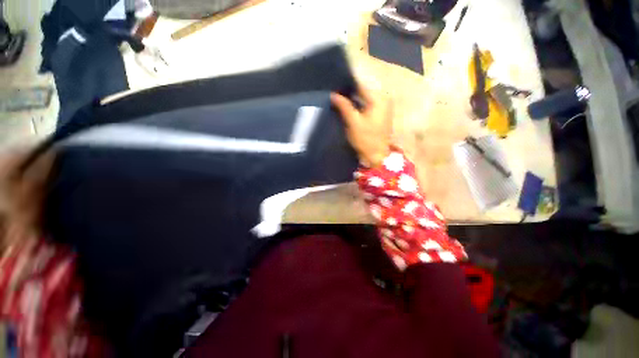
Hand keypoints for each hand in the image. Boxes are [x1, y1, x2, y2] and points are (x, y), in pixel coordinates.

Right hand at [331, 86, 391, 167]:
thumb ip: (344, 106)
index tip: (334, 86)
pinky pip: (367, 104)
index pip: (360, 85)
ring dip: (353, 99)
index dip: (346, 85)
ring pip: (365, 97)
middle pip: (363, 90)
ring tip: (339, 100)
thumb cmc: (366, 139)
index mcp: (379, 98)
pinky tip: (349, 107)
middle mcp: (384, 98)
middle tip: (335, 94)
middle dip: (349, 92)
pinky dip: (358, 105)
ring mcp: (383, 106)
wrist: (377, 156)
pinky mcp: (381, 114)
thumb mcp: (353, 122)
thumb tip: (333, 94)